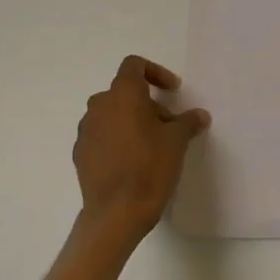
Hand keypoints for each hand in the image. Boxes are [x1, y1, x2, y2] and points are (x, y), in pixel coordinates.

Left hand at [75, 56, 209, 241]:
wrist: (116, 214)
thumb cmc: (149, 167)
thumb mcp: (177, 141)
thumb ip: (188, 122)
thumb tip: (199, 115)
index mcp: (122, 94)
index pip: (134, 65)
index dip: (155, 72)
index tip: (172, 91)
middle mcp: (99, 106)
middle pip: (124, 92)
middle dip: (148, 103)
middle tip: (168, 125)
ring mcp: (86, 130)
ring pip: (112, 114)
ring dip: (131, 121)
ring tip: (151, 144)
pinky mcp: (80, 154)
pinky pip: (101, 135)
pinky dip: (117, 139)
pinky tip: (132, 161)